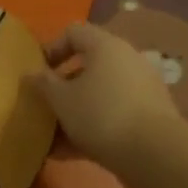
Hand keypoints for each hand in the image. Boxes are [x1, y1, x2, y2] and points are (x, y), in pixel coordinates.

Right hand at [30, 22, 187, 169]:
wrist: (156, 155)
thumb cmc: (101, 115)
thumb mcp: (61, 99)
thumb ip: (43, 84)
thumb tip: (32, 74)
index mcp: (105, 46)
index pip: (73, 32)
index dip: (51, 48)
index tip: (37, 73)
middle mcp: (127, 60)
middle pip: (87, 66)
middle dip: (62, 87)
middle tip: (44, 106)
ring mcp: (141, 89)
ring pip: (98, 94)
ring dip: (74, 111)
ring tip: (51, 136)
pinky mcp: (148, 116)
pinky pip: (112, 115)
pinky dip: (91, 128)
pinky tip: (68, 152)